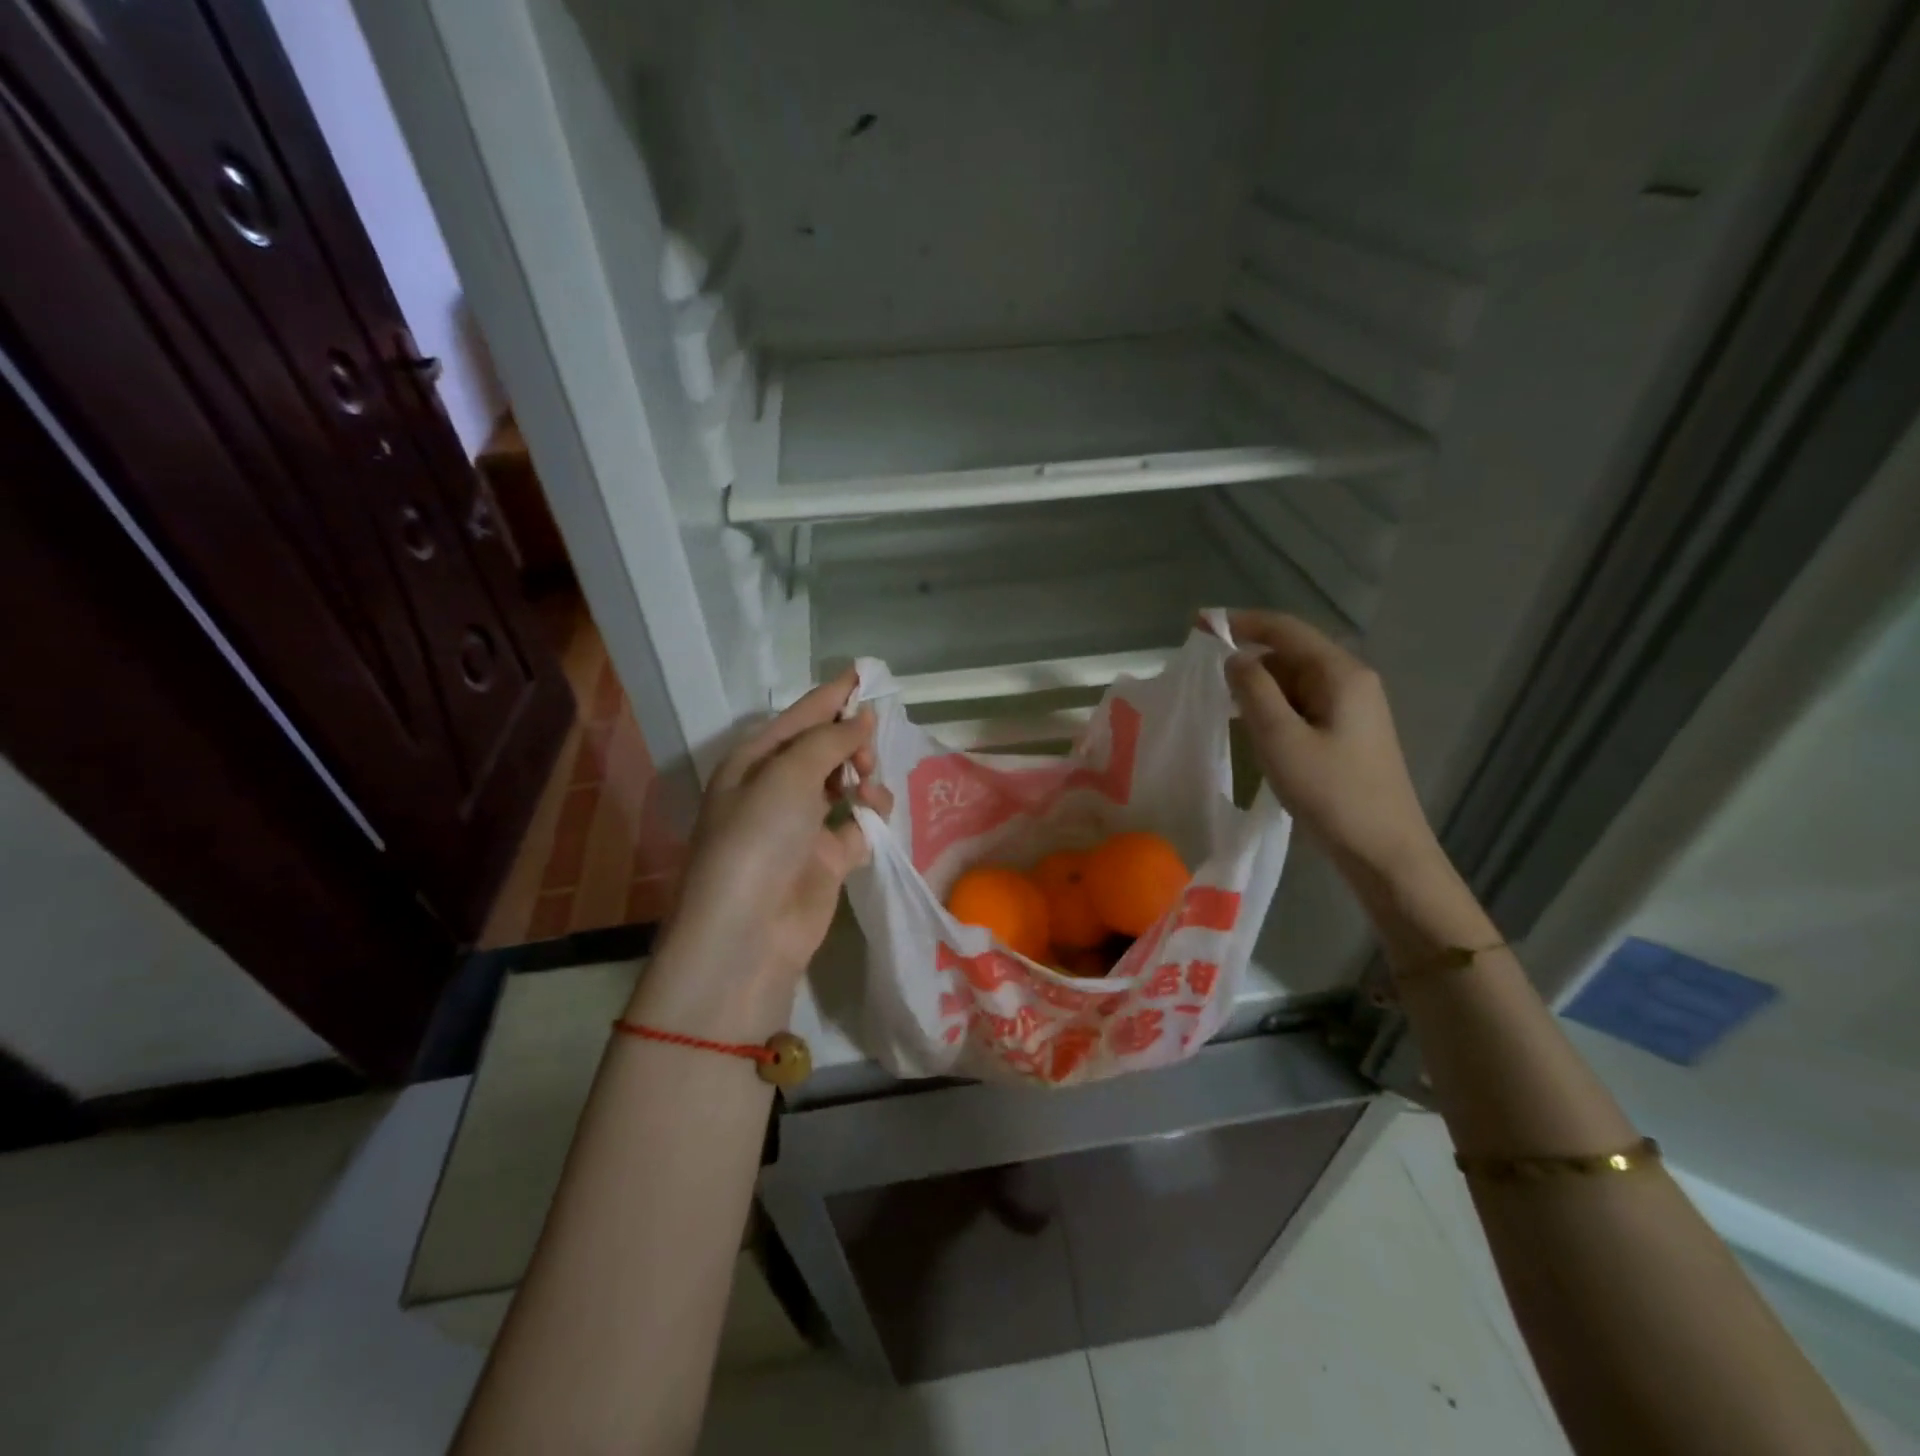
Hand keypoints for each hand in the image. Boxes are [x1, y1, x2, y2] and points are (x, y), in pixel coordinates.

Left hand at [657, 670, 891, 998]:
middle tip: (866, 753)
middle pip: (826, 747)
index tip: (866, 672)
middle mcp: (778, 788)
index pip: (801, 716)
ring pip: (846, 783)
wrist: (749, 930)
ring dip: (864, 777)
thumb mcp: (788, 775)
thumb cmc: (758, 837)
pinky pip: (860, 822)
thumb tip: (864, 717)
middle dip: (852, 741)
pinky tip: (873, 813)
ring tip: (867, 788)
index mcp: (756, 760)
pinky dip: (872, 813)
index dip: (833, 694)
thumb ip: (830, 740)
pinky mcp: (829, 857)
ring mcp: (804, 824)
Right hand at [1223, 610, 1438, 881]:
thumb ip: (1253, 690)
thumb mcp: (1280, 739)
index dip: (1241, 622)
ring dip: (1260, 689)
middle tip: (1206, 681)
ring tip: (1224, 709)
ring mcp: (1353, 707)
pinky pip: (1303, 705)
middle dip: (1249, 661)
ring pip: (1295, 682)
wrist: (1384, 851)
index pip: (1285, 629)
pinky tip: (1254, 730)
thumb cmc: (1331, 793)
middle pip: (1290, 653)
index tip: (1200, 624)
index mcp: (1340, 674)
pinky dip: (1274, 709)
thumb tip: (1234, 657)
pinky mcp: (1348, 731)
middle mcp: (1351, 680)